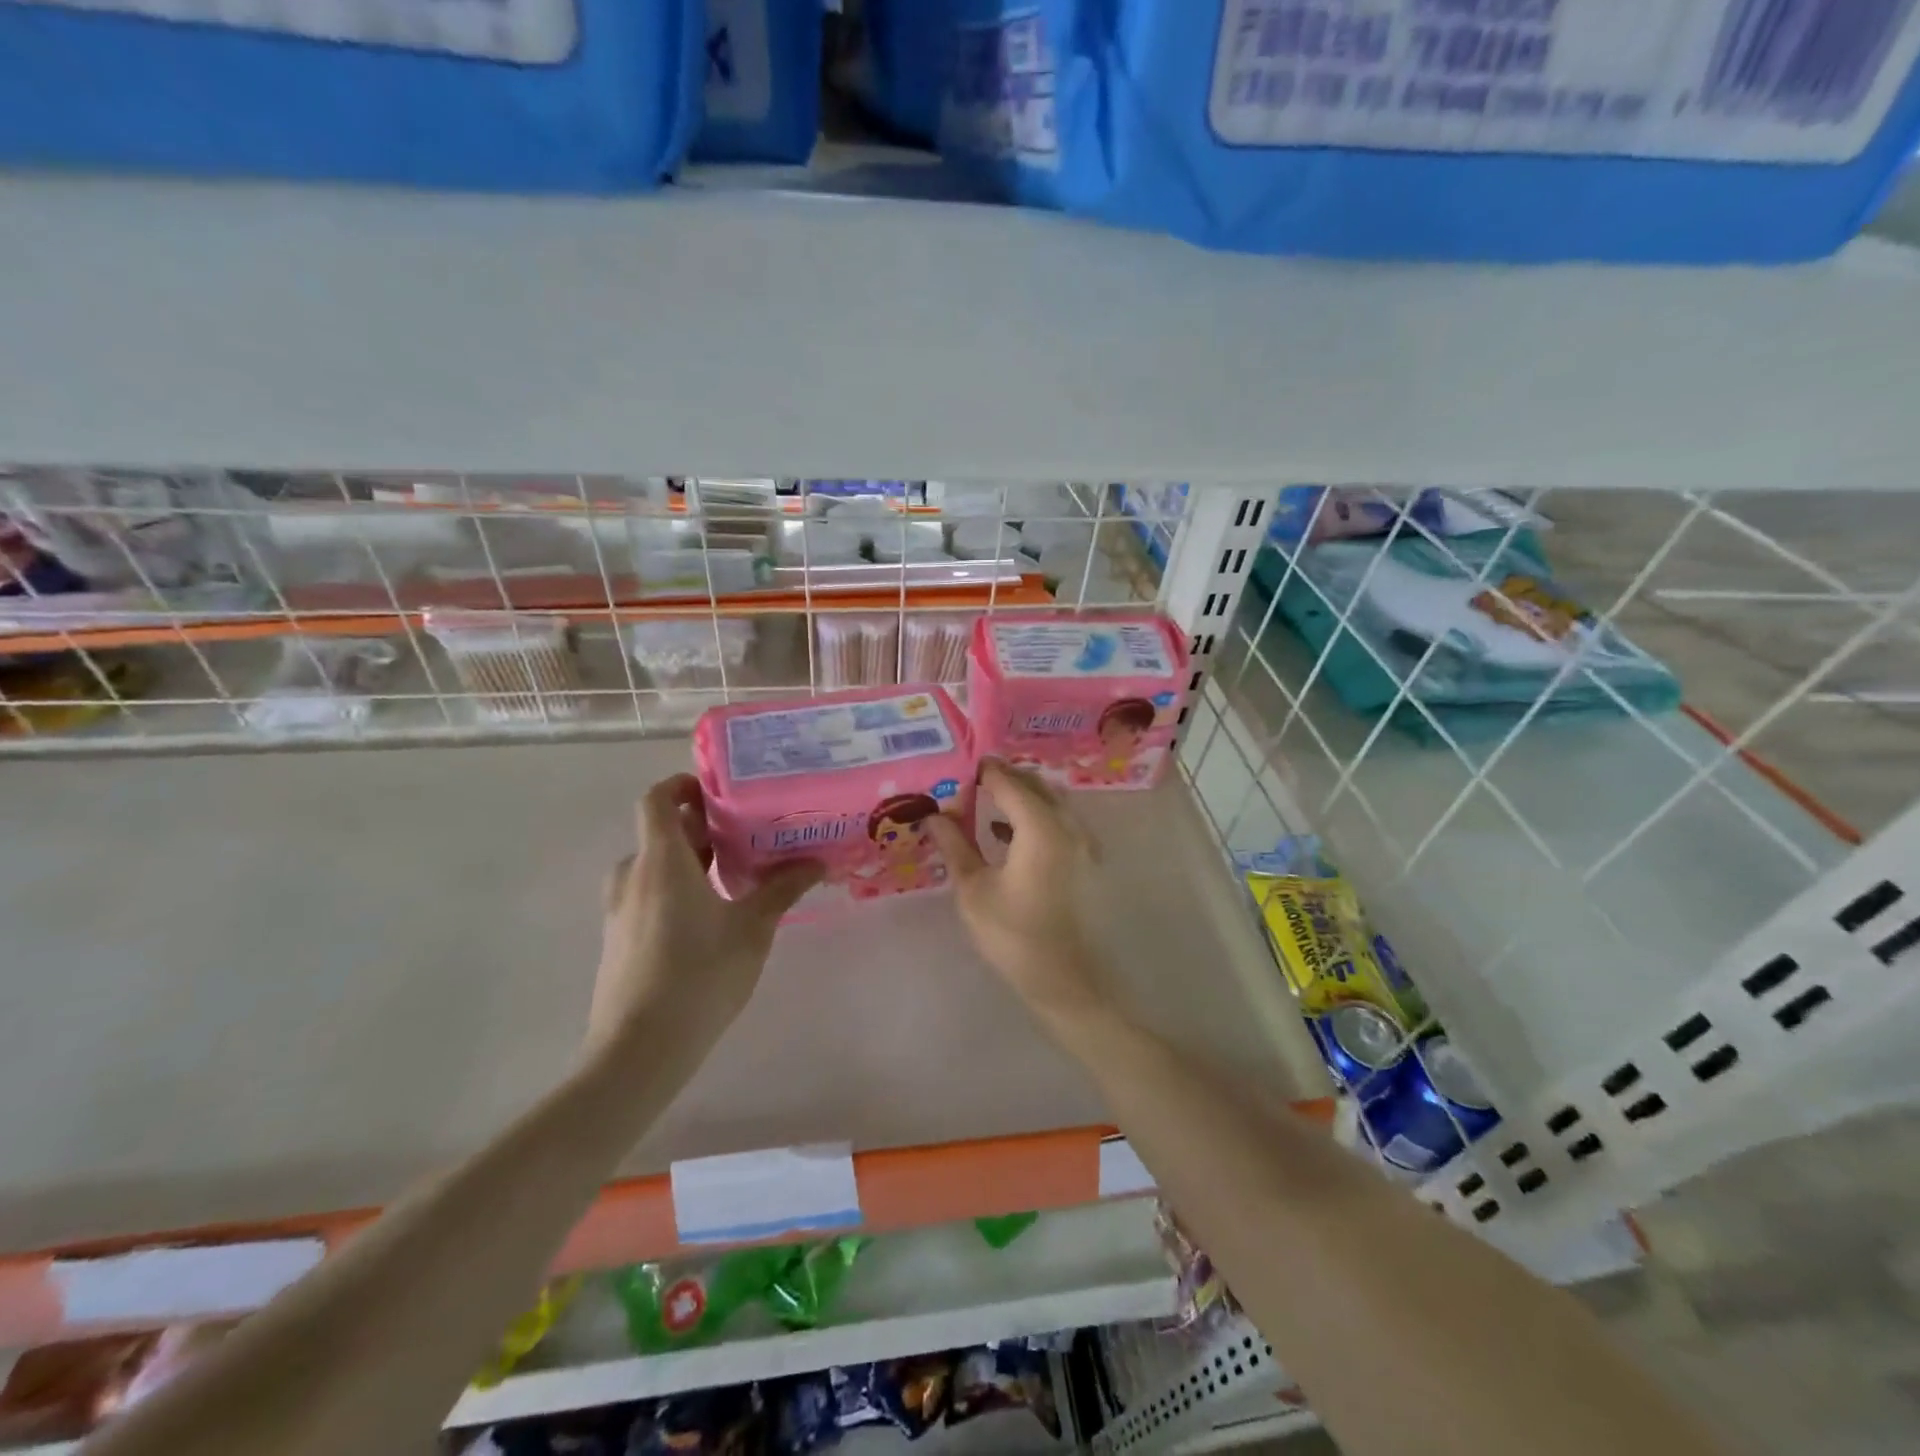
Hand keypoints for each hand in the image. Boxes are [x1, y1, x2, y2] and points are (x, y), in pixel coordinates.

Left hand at [587, 775, 820, 1064]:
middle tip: (749, 833)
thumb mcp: (753, 928)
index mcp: (661, 860)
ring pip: (656, 866)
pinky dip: (677, 889)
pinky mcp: (619, 938)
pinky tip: (713, 916)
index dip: (683, 785)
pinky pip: (648, 894)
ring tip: (737, 874)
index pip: (657, 798)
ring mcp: (620, 909)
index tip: (721, 793)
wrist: (639, 1050)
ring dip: (692, 861)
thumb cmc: (700, 975)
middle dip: (702, 827)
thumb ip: (783, 889)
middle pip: (661, 832)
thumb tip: (817, 862)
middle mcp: (633, 875)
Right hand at [925, 759, 1107, 1028]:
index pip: (1007, 781)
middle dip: (1002, 778)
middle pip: (1034, 785)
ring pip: (1050, 801)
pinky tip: (1004, 832)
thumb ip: (955, 845)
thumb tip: (934, 816)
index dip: (981, 771)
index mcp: (1041, 827)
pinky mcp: (1085, 860)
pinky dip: (1033, 816)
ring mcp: (1083, 842)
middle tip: (967, 782)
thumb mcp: (973, 889)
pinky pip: (1058, 821)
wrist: (1068, 982)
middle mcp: (1068, 825)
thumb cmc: (1015, 936)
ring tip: (982, 802)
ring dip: (1019, 796)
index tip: (955, 767)